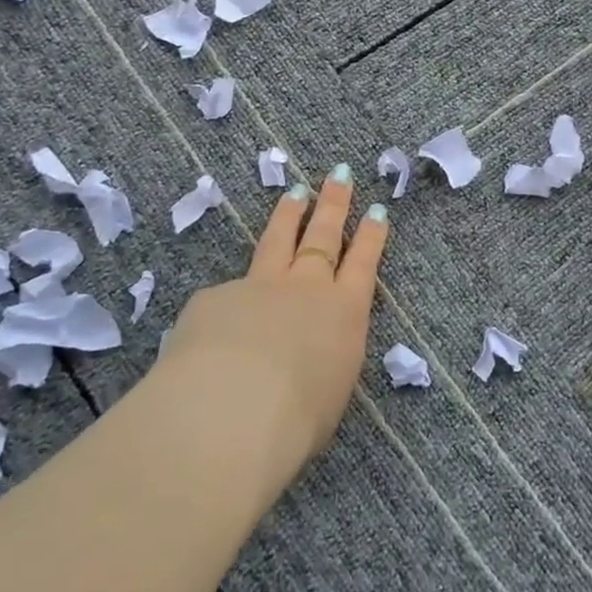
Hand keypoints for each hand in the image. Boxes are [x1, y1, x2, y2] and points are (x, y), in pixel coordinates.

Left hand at [156, 170, 387, 476]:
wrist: (232, 410)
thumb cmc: (297, 417)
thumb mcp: (328, 392)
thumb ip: (322, 362)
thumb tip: (307, 355)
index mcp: (343, 313)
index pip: (362, 264)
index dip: (370, 237)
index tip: (376, 210)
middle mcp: (304, 289)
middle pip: (322, 236)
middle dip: (334, 205)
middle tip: (339, 175)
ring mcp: (258, 287)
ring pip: (277, 241)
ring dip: (288, 216)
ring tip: (295, 193)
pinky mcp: (215, 298)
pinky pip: (227, 293)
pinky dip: (231, 298)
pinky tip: (220, 318)